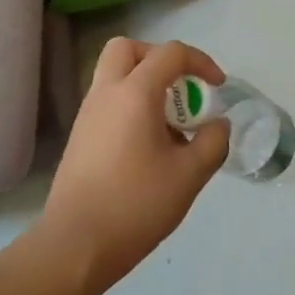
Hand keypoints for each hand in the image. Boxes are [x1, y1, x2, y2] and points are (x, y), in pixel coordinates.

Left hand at [41, 38, 231, 292]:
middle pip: (128, 49)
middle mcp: (106, 93)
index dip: (201, 62)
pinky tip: (149, 147)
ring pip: (115, 76)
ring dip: (145, 84)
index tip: (218, 87)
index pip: (170, 53)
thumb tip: (217, 125)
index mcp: (135, 93)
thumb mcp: (190, 175)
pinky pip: (108, 102)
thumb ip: (212, 142)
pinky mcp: (80, 137)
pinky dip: (131, 106)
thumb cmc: (136, 204)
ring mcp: (87, 115)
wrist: (76, 244)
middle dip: (160, 59)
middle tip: (182, 89)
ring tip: (171, 126)